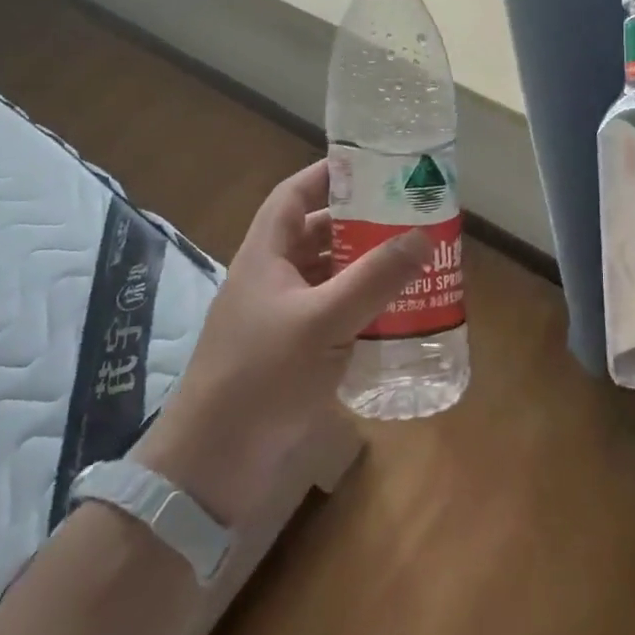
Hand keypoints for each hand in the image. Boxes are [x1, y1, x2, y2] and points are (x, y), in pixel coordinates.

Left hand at [132, 160, 431, 524]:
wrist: (212, 467)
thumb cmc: (262, 377)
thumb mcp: (323, 322)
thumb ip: (374, 279)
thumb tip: (422, 236)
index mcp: (265, 256)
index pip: (292, 195)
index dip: (326, 175)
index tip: (370, 167)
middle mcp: (270, 280)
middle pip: (315, 235)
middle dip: (358, 223)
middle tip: (407, 217)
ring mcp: (279, 320)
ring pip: (326, 277)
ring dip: (362, 268)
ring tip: (410, 262)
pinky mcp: (291, 355)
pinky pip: (331, 316)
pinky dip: (359, 308)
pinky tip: (394, 316)